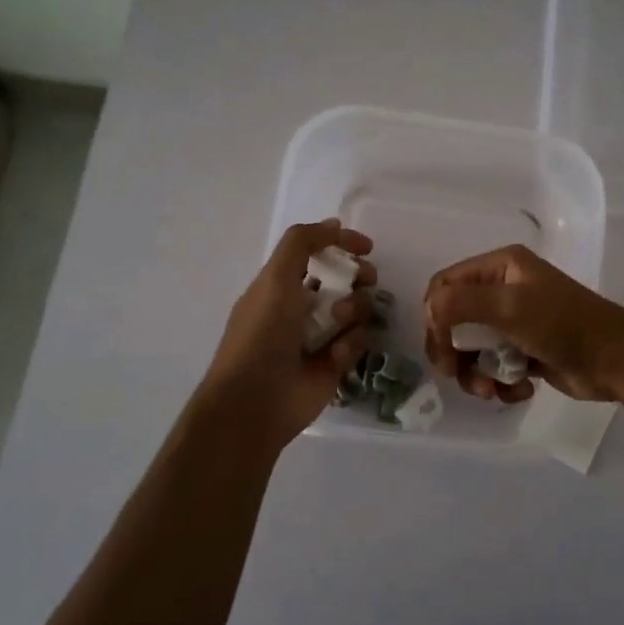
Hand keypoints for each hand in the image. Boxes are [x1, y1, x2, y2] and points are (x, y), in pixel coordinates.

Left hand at [201, 220, 374, 446]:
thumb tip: (334, 224)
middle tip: (365, 281)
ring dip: (354, 311)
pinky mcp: (336, 364)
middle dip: (358, 278)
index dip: (342, 245)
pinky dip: (349, 345)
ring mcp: (322, 337)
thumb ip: (302, 243)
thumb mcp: (275, 277)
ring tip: (339, 324)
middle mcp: (304, 308)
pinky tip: (333, 357)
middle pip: (346, 281)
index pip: (319, 255)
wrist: (256, 400)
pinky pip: (359, 342)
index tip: (367, 247)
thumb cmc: (262, 333)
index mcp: (283, 285)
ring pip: (359, 311)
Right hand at [423, 245, 623, 403]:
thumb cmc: (563, 324)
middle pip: (454, 320)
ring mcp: (515, 321)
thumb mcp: (509, 307)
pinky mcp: (525, 350)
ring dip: (476, 373)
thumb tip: (427, 310)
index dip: (435, 317)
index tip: (441, 347)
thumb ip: (461, 303)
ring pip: (472, 348)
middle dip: (454, 351)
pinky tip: (520, 390)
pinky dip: (500, 381)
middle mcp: (504, 289)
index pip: (445, 285)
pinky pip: (494, 365)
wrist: (617, 361)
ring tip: (491, 390)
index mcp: (500, 267)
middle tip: (456, 375)